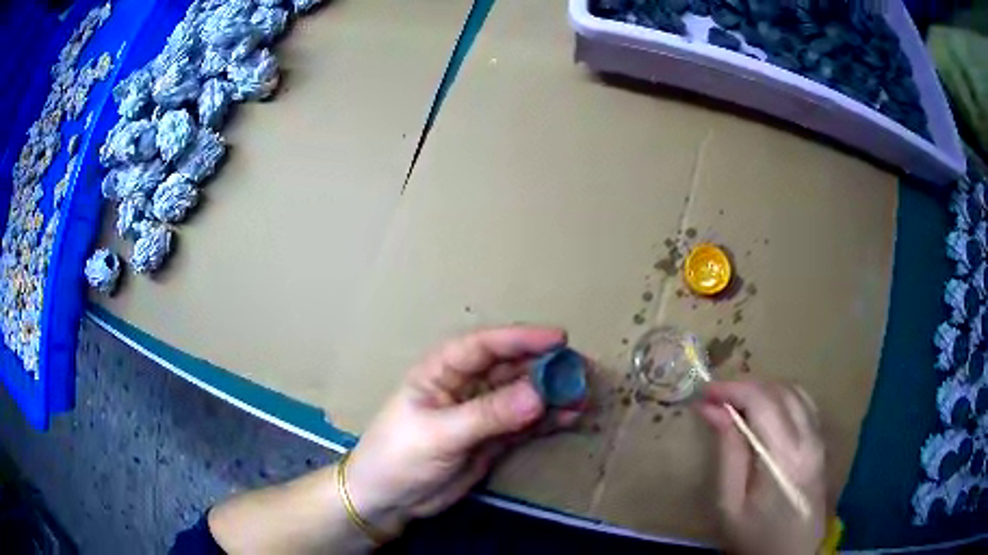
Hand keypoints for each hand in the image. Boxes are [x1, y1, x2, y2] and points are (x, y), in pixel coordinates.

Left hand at [343, 326, 582, 538]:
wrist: (388, 499)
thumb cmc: (399, 456)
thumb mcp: (440, 434)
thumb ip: (489, 415)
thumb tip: (539, 395)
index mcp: (441, 372)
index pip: (483, 346)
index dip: (520, 338)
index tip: (558, 339)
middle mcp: (464, 386)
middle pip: (509, 368)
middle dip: (544, 367)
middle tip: (580, 369)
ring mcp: (481, 414)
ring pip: (522, 395)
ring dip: (551, 394)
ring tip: (582, 394)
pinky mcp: (492, 439)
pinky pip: (525, 424)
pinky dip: (547, 420)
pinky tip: (570, 416)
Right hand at [697, 381, 827, 554]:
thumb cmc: (755, 537)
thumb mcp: (731, 505)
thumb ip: (728, 454)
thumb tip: (714, 411)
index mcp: (786, 456)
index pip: (763, 401)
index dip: (732, 389)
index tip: (705, 393)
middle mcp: (809, 438)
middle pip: (780, 390)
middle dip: (745, 387)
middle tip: (716, 400)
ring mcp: (820, 438)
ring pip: (795, 391)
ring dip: (764, 390)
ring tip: (737, 405)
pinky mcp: (822, 443)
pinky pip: (804, 404)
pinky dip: (781, 398)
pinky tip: (764, 413)